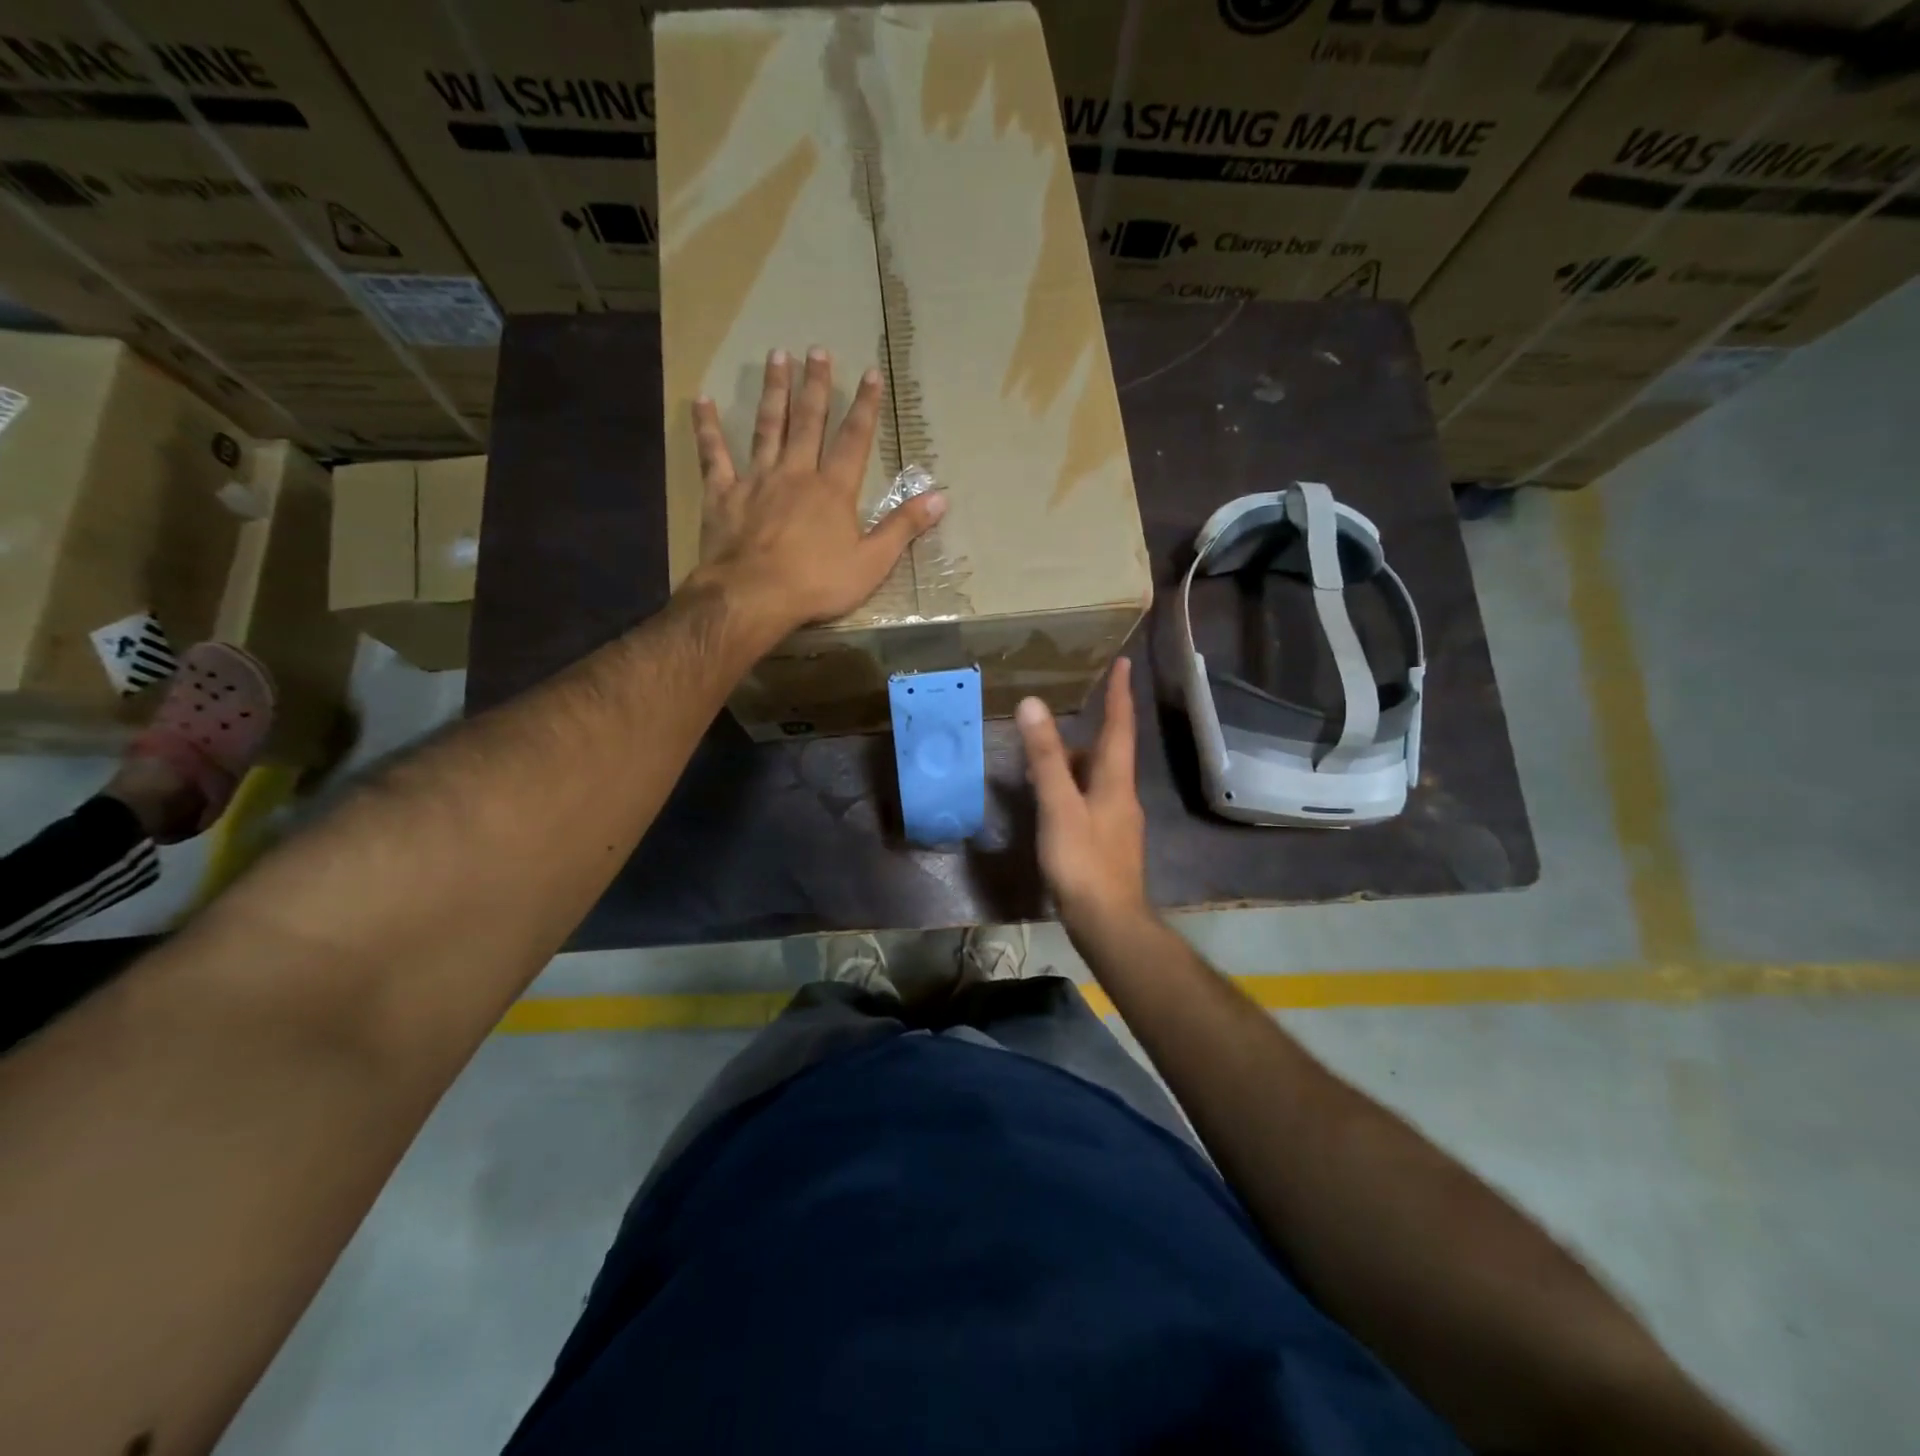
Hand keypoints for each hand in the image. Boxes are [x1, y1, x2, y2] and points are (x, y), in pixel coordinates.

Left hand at [691, 346, 944, 633]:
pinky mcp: (723, 494)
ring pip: (767, 427)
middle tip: (817, 350)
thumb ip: (903, 528)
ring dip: (773, 391)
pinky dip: (707, 429)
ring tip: (776, 357)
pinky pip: (713, 455)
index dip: (865, 406)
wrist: (754, 596)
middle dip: (816, 385)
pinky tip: (701, 402)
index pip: (854, 440)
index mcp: (833, 490)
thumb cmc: (817, 584)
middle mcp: (796, 474)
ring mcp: (756, 480)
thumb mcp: (872, 563)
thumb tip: (940, 498)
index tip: (870, 373)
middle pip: (808, 422)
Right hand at [1015, 658, 1149, 937]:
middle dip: (1089, 732)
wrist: (1109, 922)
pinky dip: (1071, 791)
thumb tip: (1033, 704)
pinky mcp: (1107, 843)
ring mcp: (1117, 822)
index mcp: (1115, 781)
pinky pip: (1090, 802)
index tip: (1123, 662)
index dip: (1120, 693)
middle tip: (1058, 722)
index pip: (1120, 726)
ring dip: (1075, 764)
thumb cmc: (1084, 862)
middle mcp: (1122, 796)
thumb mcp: (1059, 806)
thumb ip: (1045, 758)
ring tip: (1043, 761)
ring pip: (1097, 780)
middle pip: (1108, 753)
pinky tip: (1052, 804)